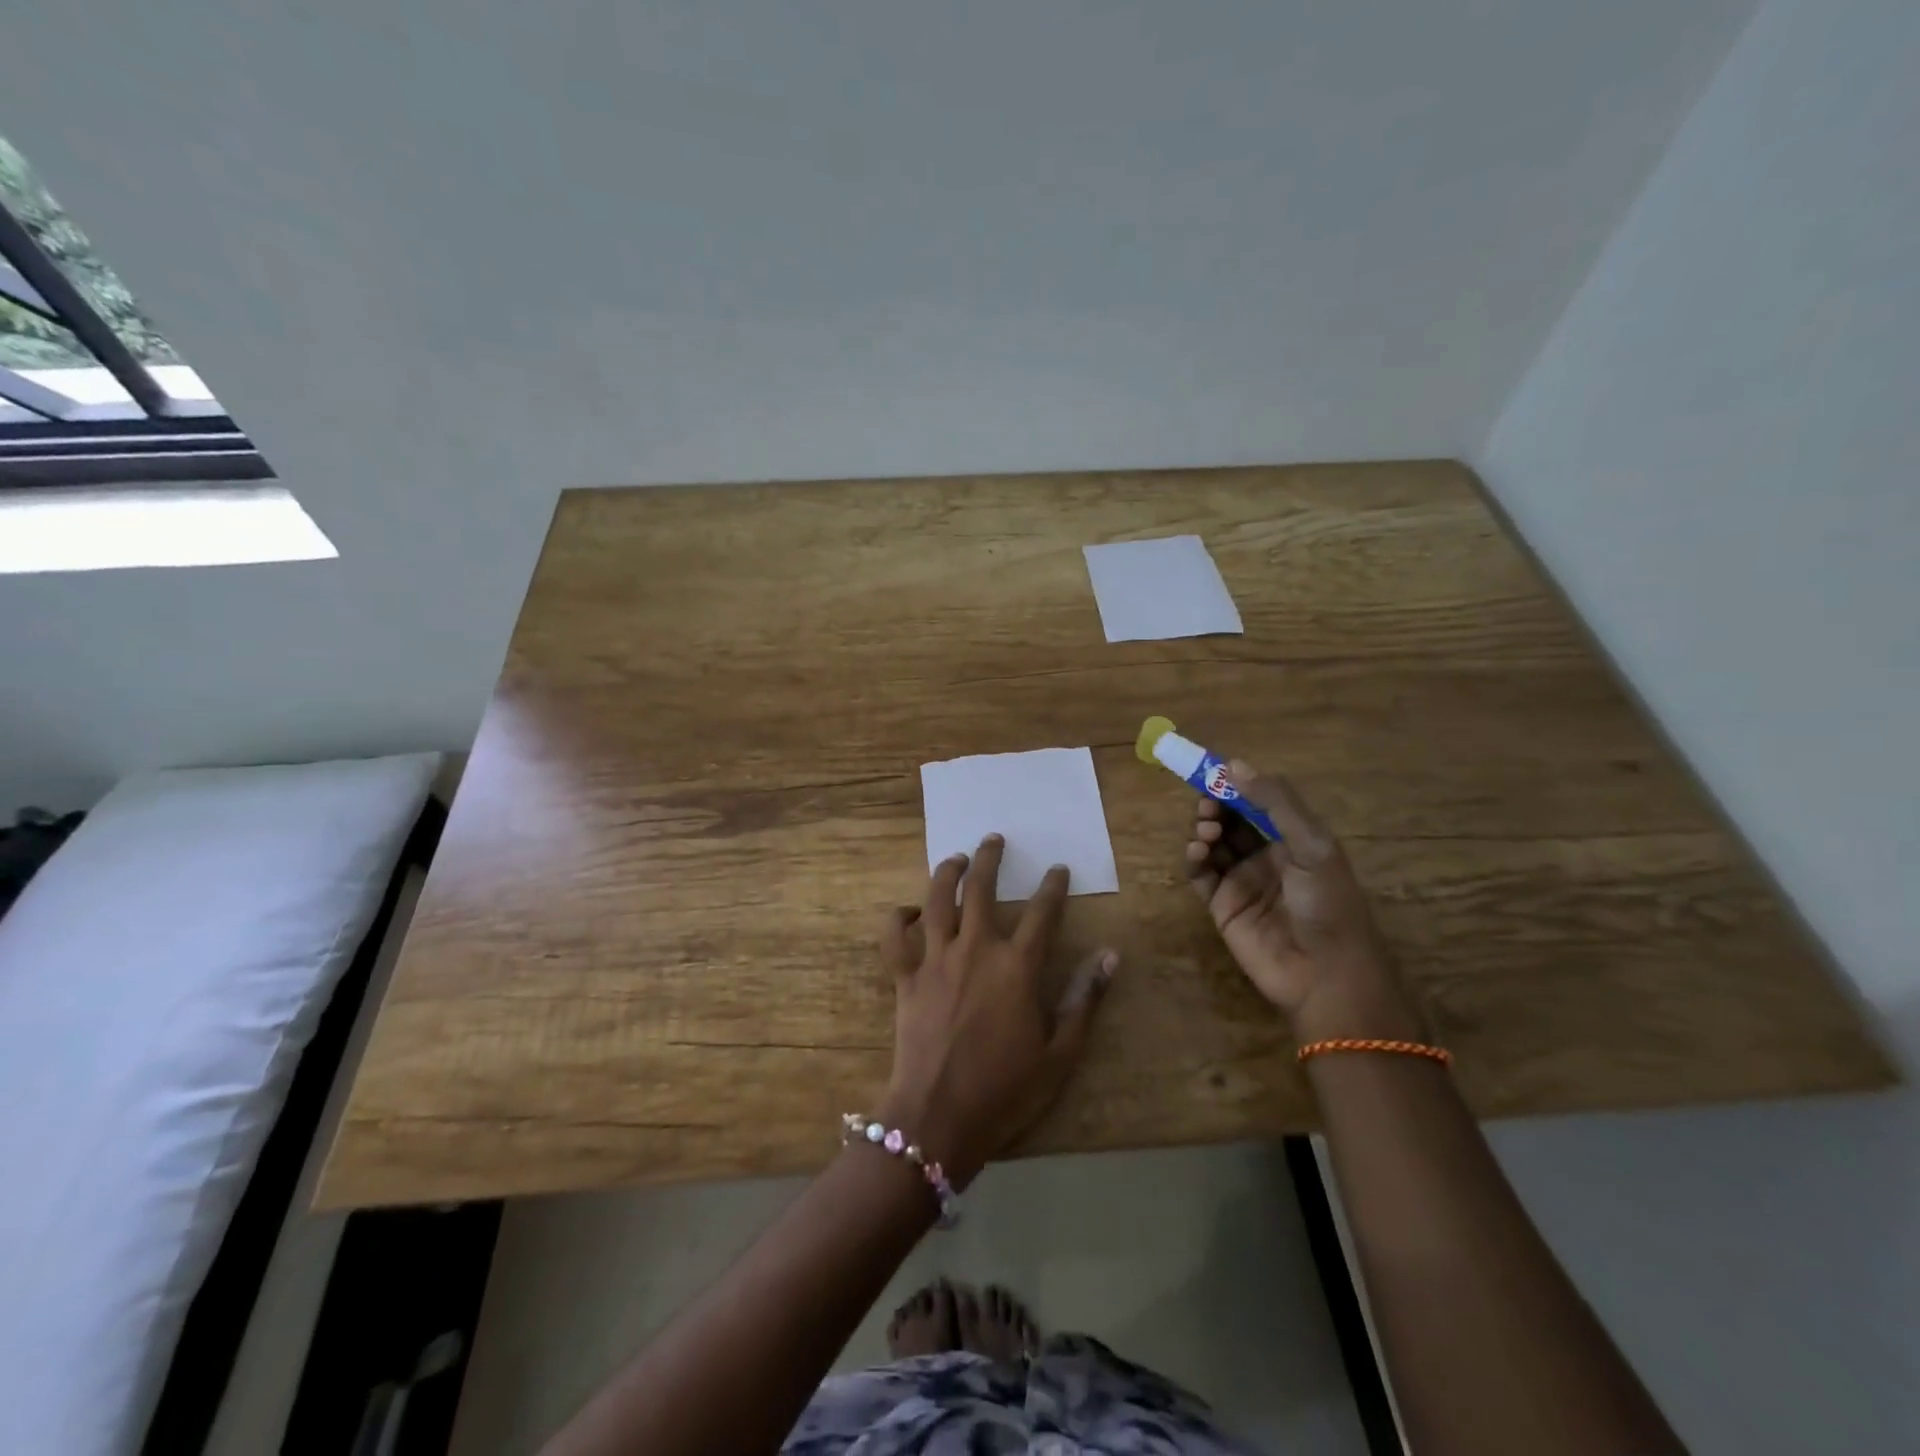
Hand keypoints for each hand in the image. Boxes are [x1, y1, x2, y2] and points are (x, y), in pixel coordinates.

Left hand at [878, 834, 1116, 1187]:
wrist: (938, 1118)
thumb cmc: (1005, 1090)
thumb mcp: (1059, 1054)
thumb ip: (1084, 1000)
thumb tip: (1110, 956)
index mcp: (1016, 967)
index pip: (1042, 913)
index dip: (1053, 887)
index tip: (1058, 869)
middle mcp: (975, 950)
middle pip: (982, 889)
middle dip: (990, 858)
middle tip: (995, 839)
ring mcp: (935, 960)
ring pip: (938, 900)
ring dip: (947, 873)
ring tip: (956, 859)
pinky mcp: (905, 978)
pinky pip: (895, 938)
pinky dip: (897, 919)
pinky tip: (907, 910)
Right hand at [1185, 762, 1410, 1035]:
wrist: (1325, 975)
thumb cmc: (1328, 903)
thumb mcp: (1312, 845)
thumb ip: (1275, 802)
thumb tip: (1233, 764)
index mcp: (1293, 839)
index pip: (1257, 802)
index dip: (1234, 785)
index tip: (1211, 771)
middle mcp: (1265, 856)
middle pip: (1230, 820)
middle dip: (1215, 806)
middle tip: (1208, 806)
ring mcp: (1241, 881)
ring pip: (1212, 844)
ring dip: (1204, 830)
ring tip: (1206, 832)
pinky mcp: (1221, 906)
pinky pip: (1200, 875)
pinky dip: (1193, 859)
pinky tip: (1197, 852)